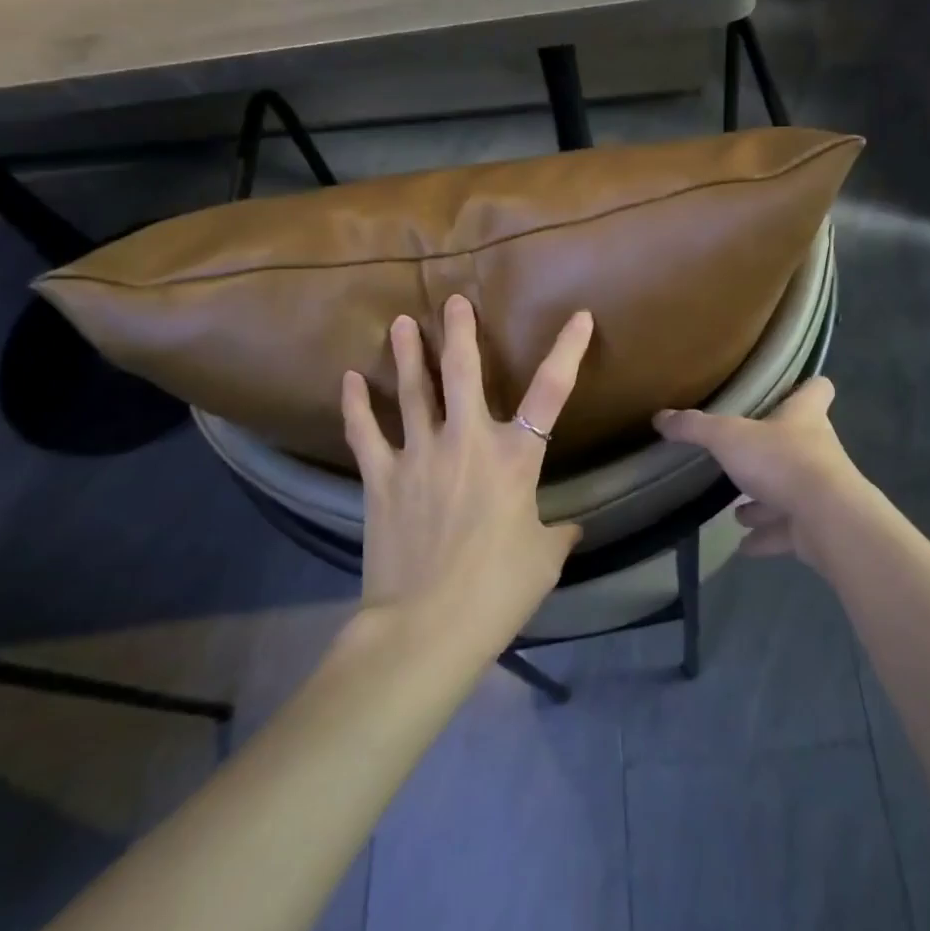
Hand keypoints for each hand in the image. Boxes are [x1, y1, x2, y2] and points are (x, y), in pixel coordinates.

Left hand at [343, 295, 592, 636]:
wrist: (425, 628)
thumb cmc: (497, 592)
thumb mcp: (543, 560)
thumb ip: (558, 533)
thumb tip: (570, 528)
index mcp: (515, 458)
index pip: (551, 392)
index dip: (568, 350)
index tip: (580, 317)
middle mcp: (467, 442)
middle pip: (463, 372)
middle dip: (460, 332)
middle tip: (454, 302)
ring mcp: (419, 455)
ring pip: (412, 391)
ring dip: (406, 354)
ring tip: (400, 323)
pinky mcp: (382, 478)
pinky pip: (365, 433)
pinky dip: (356, 405)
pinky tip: (349, 380)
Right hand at [654, 377, 887, 568]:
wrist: (827, 520)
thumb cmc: (781, 461)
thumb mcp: (728, 437)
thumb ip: (695, 427)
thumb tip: (660, 417)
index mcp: (804, 417)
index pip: (817, 389)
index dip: (805, 387)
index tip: (789, 389)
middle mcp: (818, 449)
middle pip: (801, 441)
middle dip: (771, 451)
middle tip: (743, 456)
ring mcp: (820, 490)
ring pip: (791, 490)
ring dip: (765, 501)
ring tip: (737, 511)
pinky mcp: (818, 527)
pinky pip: (788, 532)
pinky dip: (767, 538)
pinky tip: (744, 546)